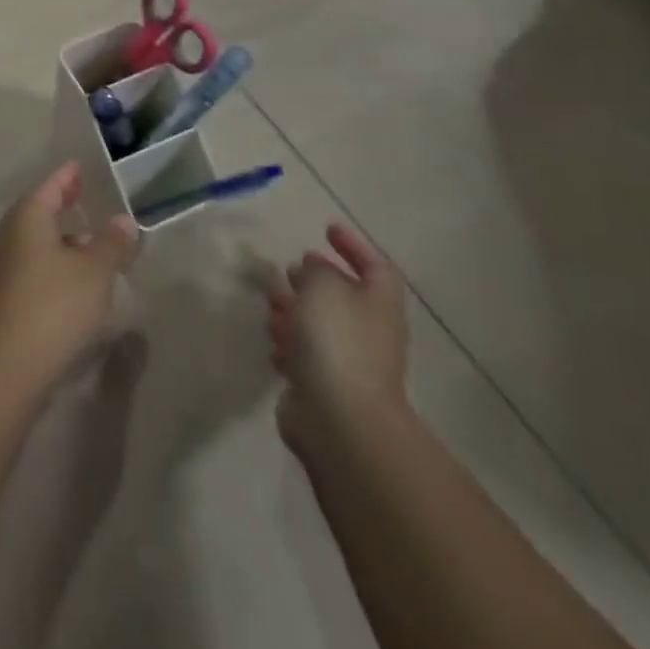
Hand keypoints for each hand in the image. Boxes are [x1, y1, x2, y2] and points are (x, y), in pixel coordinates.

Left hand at [0, 163, 138, 390]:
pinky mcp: (0, 296)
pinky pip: (30, 265)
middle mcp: (7, 235)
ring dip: (59, 238)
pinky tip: (71, 280)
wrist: (5, 364)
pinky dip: (51, 262)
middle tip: (83, 196)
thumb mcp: (94, 272)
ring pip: (33, 241)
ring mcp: (0, 267)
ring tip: (88, 242)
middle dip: (61, 204)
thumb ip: (111, 243)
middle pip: (37, 211)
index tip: (78, 167)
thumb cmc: (53, 305)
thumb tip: (123, 220)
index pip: (49, 187)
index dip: (66, 177)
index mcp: (27, 218)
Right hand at [268, 223, 408, 457]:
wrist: (338, 418)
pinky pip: (304, 354)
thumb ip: (317, 270)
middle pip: (343, 296)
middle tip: (287, 270)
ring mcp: (348, 362)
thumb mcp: (322, 286)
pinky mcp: (323, 385)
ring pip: (319, 325)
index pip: (376, 267)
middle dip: (313, 281)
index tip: (327, 229)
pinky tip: (272, 342)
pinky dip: (288, 343)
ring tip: (270, 302)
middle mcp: (369, 331)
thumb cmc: (336, 341)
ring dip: (294, 310)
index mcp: (378, 304)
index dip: (354, 246)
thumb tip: (313, 269)